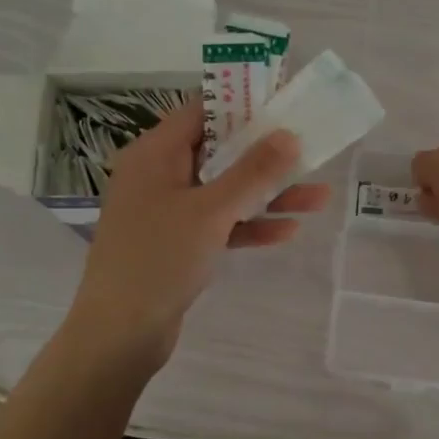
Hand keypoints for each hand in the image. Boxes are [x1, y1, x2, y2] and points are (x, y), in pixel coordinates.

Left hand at [65, 102, 329, 370]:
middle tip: (309, 150)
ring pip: (224, 191)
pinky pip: (218, 223)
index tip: (284, 105)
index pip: (202, 112)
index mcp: (155, 154)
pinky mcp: (177, 243)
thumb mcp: (211, 211)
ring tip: (318, 197)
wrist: (120, 332)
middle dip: (266, 156)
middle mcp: (159, 175)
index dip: (243, 105)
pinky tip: (288, 231)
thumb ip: (253, 172)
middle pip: (219, 152)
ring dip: (267, 194)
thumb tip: (288, 134)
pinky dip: (248, 225)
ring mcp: (167, 211)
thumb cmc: (159, 259)